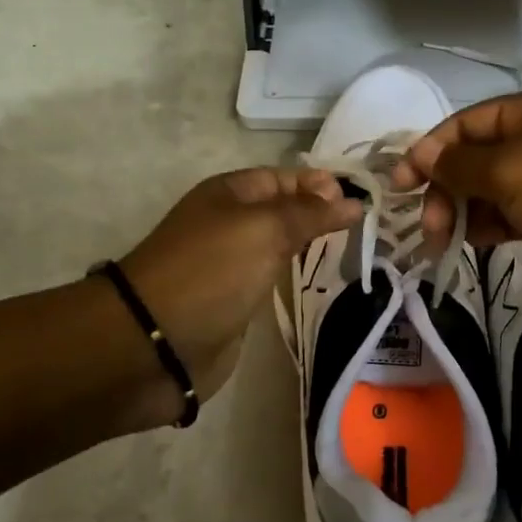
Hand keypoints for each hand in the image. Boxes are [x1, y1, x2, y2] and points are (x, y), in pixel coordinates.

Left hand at [118, 168, 361, 406]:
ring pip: (279, 245)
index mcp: (229, 194)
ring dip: (311, 245)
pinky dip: (296, 277)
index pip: (284, 178)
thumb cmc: (211, 272)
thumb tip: (353, 201)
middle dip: (320, 213)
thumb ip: (310, 214)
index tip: (362, 200)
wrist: (154, 344)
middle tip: (366, 225)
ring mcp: (230, 264)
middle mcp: (229, 223)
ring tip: (354, 249)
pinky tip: (322, 280)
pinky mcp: (233, 302)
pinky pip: (272, 279)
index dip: (320, 184)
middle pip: (283, 210)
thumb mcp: (264, 229)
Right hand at [392, 88, 521, 327]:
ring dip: (461, 211)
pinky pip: (507, 217)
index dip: (431, 149)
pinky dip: (486, 227)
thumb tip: (421, 157)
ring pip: (489, 190)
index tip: (399, 184)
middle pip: (475, 157)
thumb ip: (459, 164)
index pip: (468, 123)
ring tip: (442, 241)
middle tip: (429, 226)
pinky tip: (472, 244)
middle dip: (446, 187)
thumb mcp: (511, 170)